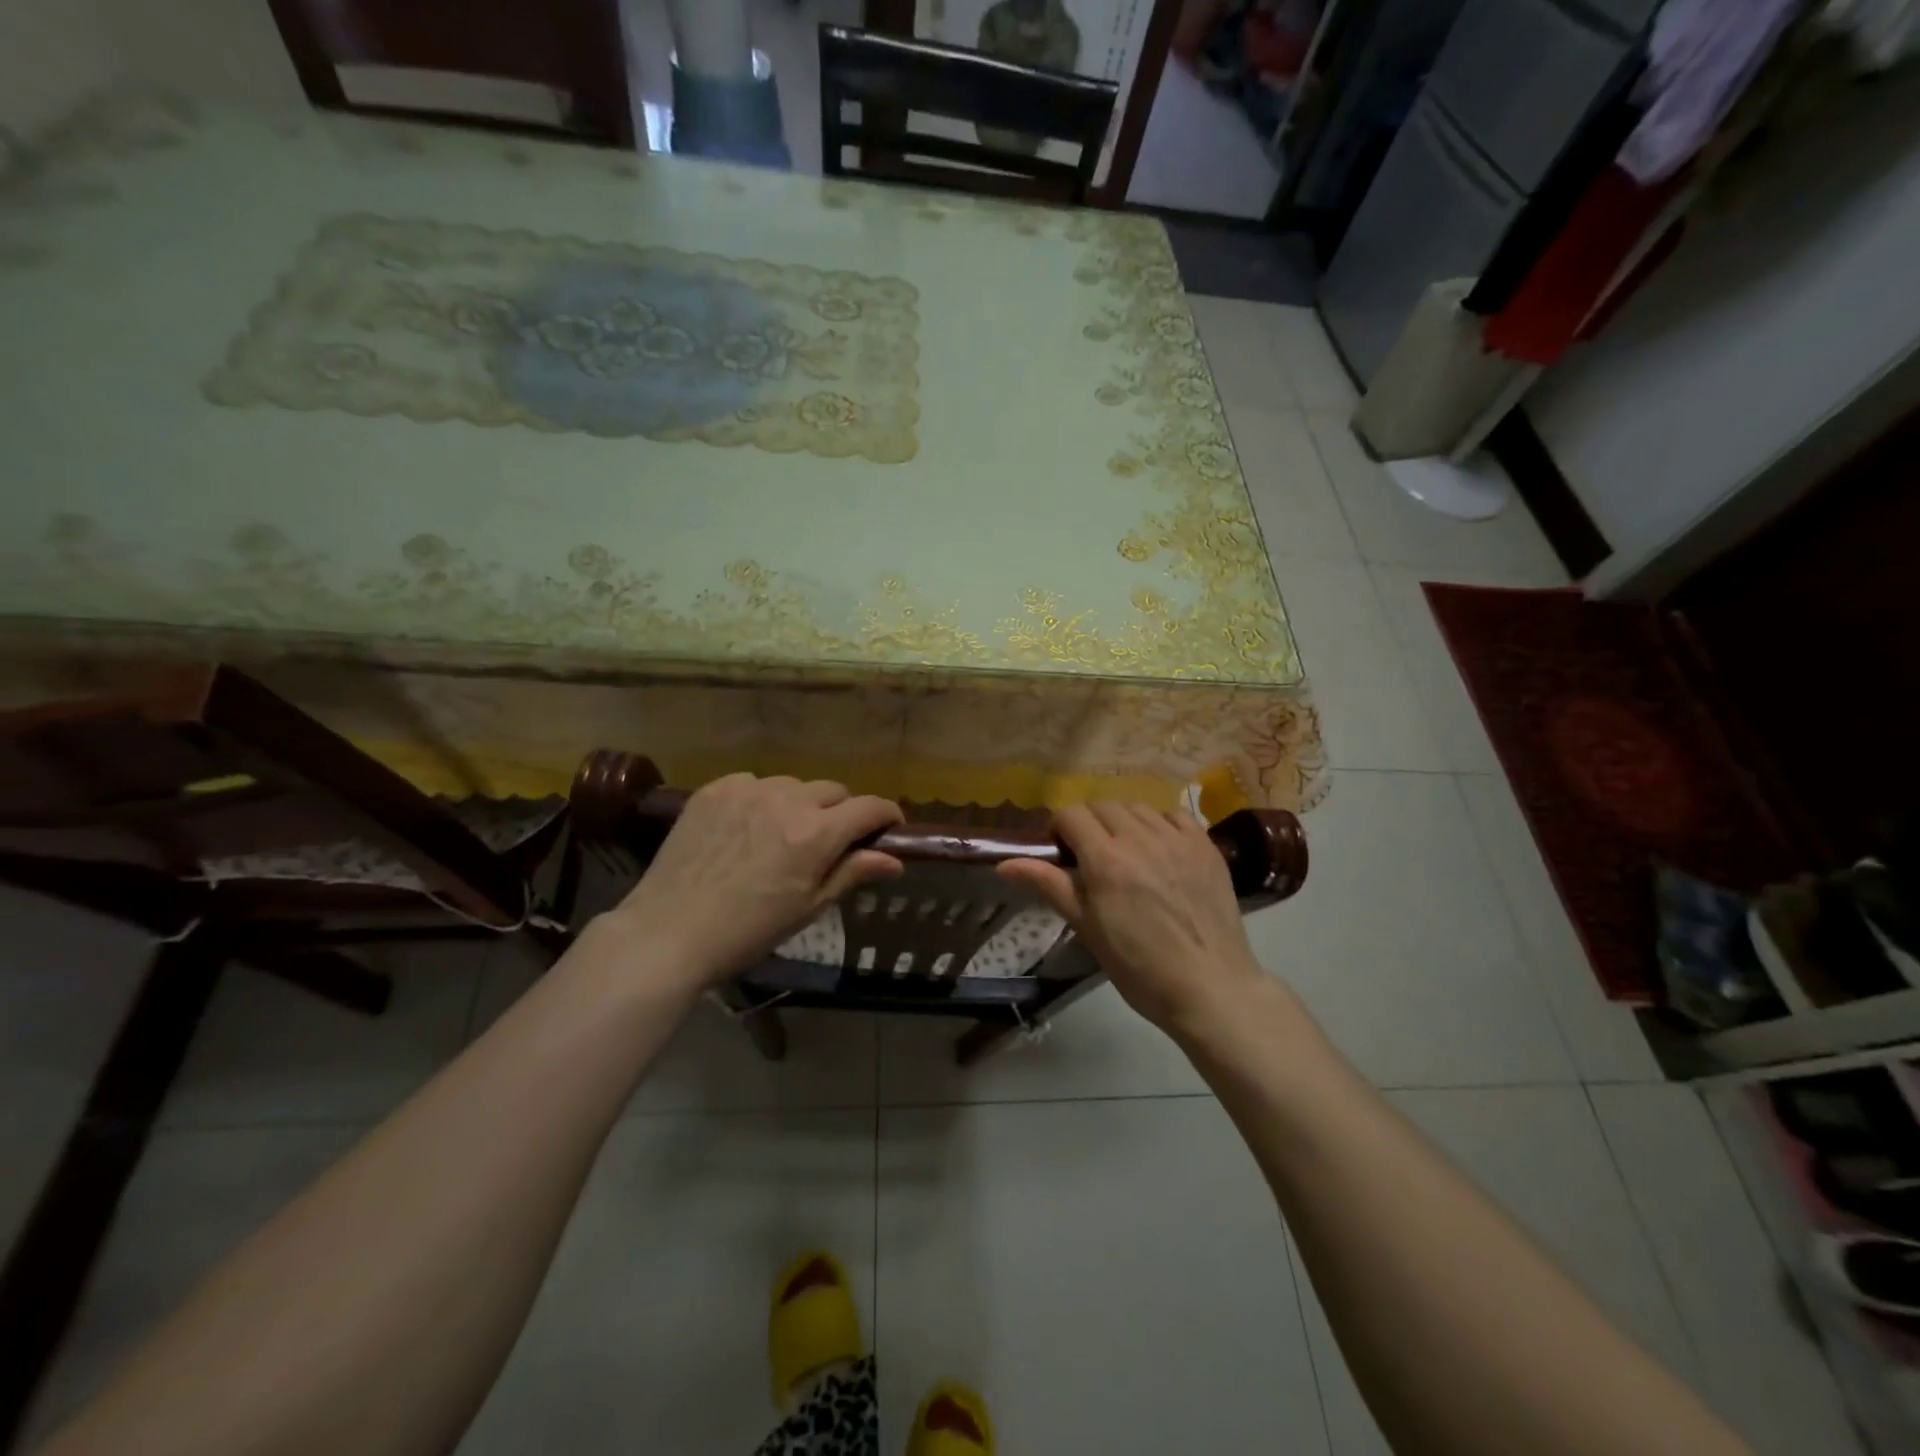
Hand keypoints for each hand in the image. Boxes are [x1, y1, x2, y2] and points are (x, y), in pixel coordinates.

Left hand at [612, 774, 903, 985]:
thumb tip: (894, 860)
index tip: (889, 827)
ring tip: (781, 834)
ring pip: (793, 785)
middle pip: (833, 790)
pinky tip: (747, 827)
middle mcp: (787, 800)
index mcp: (816, 833)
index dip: (886, 815)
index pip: (869, 807)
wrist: (668, 932)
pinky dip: (761, 799)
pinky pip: (754, 783)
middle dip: (841, 812)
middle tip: (828, 841)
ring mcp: (747, 790)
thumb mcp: (808, 908)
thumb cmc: (748, 931)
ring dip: (800, 804)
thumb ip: (852, 873)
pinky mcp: (714, 789)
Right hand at [999, 802, 1265, 1031]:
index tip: (1061, 851)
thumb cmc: (1139, 967)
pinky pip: (1175, 815)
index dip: (1059, 828)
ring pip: (1138, 806)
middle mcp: (1141, 838)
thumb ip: (1049, 885)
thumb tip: (1004, 864)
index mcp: (1106, 859)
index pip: (1071, 815)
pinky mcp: (1206, 846)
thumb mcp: (1087, 928)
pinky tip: (1159, 847)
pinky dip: (1159, 823)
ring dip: (1122, 821)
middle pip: (1103, 805)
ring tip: (1125, 851)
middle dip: (1089, 823)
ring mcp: (1177, 839)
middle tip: (1090, 855)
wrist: (1209, 987)